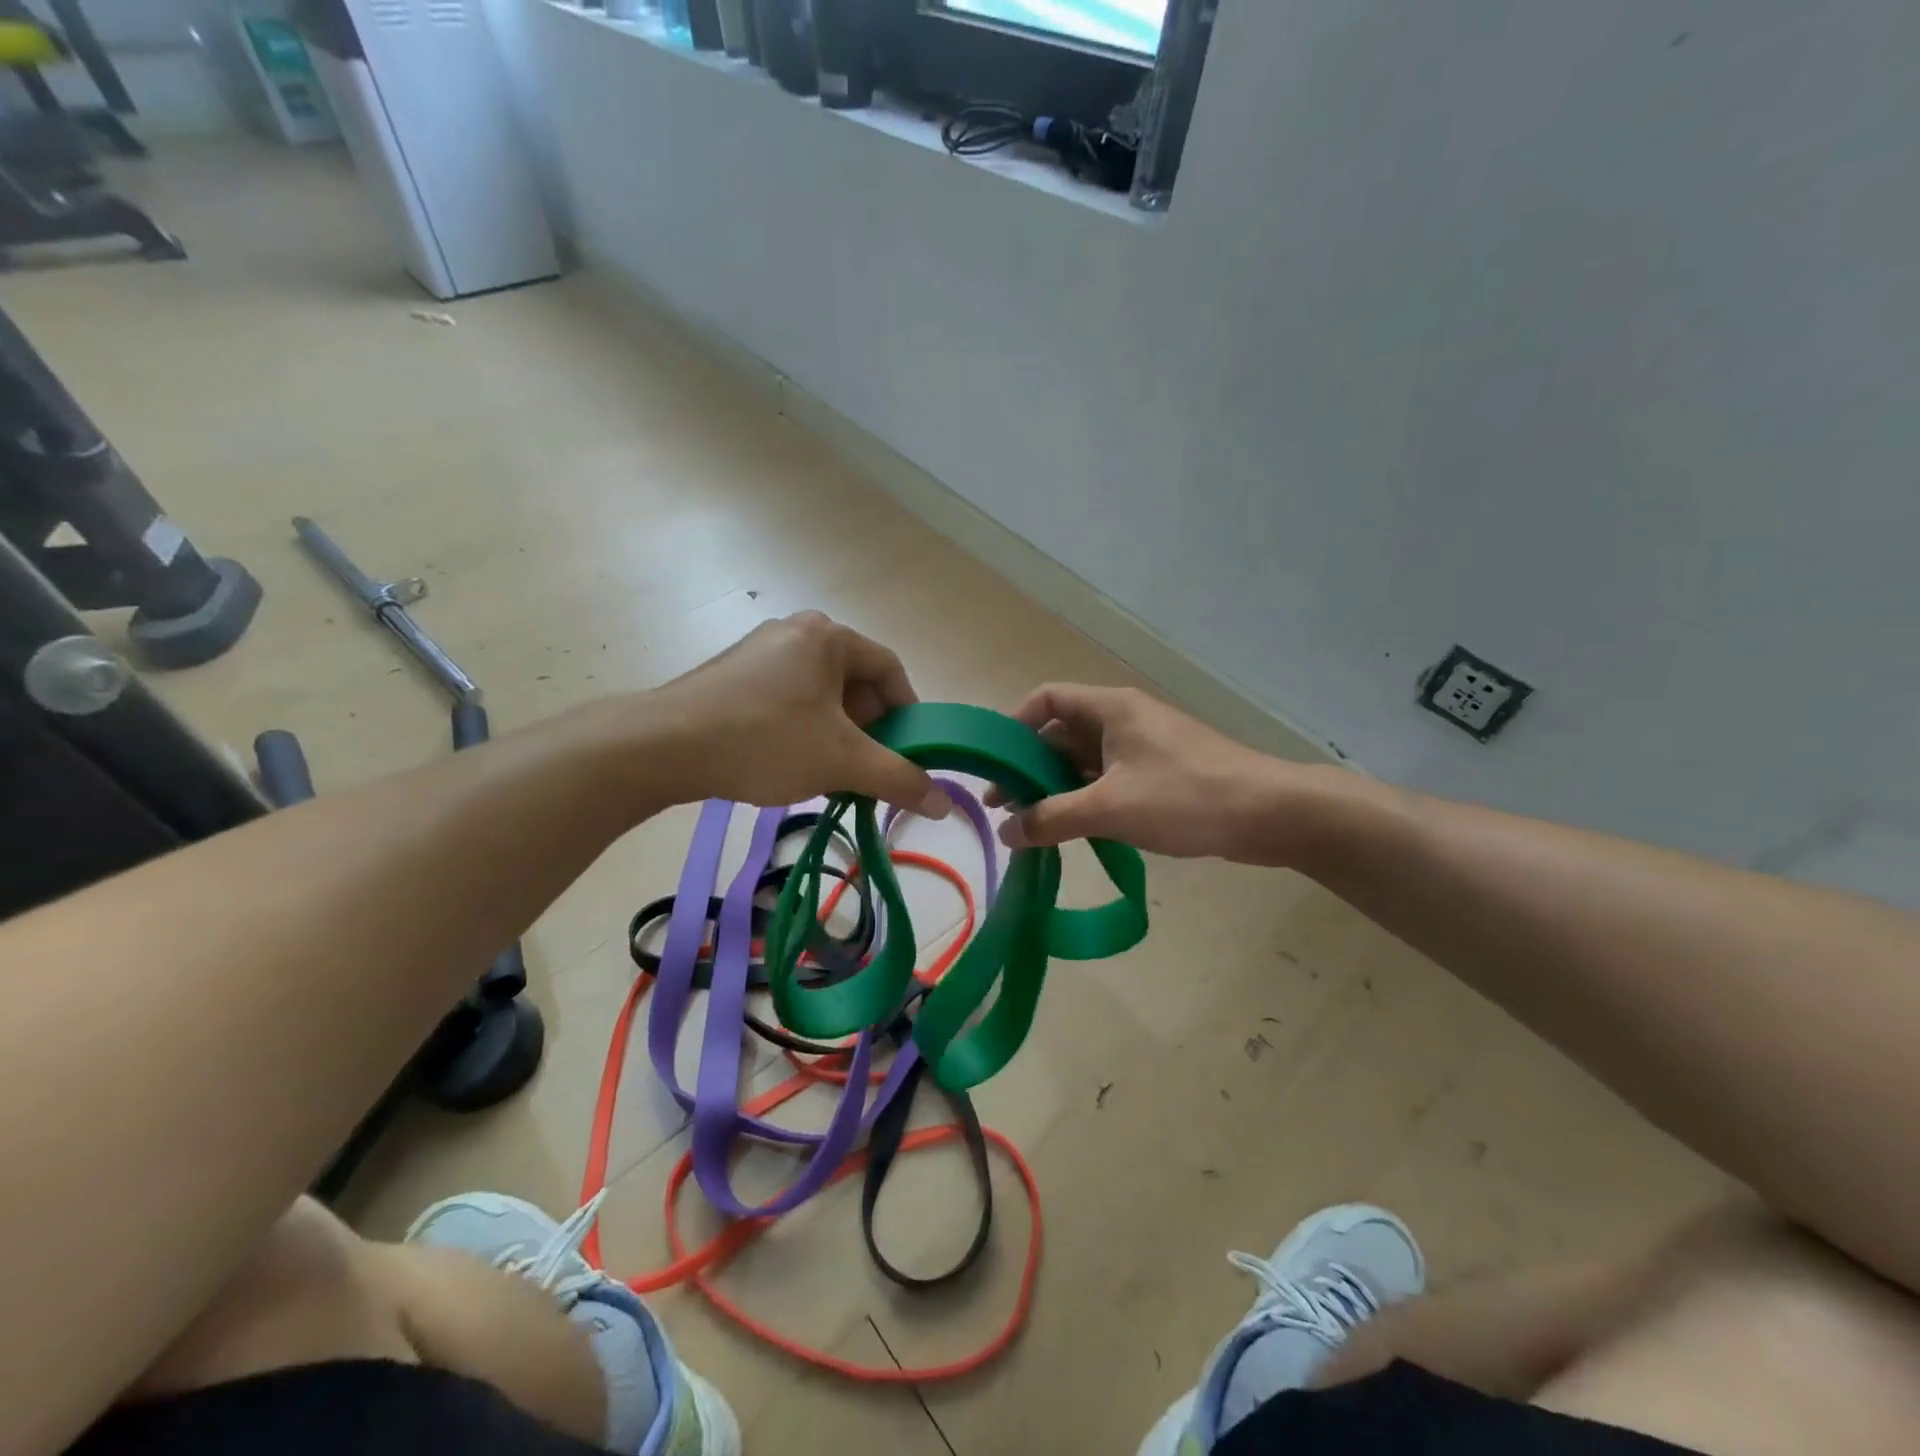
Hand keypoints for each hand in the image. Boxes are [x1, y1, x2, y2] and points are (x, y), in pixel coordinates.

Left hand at [652, 612, 950, 814]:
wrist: (663, 746)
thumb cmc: (765, 741)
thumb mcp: (842, 762)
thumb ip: (898, 779)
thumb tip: (944, 805)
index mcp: (828, 636)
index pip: (890, 670)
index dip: (907, 714)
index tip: (907, 752)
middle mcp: (796, 631)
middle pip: (856, 681)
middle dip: (868, 728)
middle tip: (865, 767)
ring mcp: (760, 650)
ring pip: (821, 693)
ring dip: (836, 732)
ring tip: (827, 771)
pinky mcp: (734, 673)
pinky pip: (788, 697)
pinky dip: (803, 727)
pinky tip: (789, 760)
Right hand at [991, 684, 1309, 862]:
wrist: (1270, 814)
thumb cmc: (1185, 797)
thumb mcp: (1110, 808)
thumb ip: (1051, 819)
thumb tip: (1004, 833)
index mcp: (1110, 708)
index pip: (1046, 698)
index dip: (1015, 725)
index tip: (995, 764)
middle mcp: (1124, 718)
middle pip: (1061, 732)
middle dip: (1030, 767)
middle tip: (1004, 807)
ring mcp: (1144, 746)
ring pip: (1085, 760)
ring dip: (1057, 788)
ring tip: (1031, 825)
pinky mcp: (1161, 773)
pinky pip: (1109, 779)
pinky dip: (1086, 799)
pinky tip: (1073, 830)